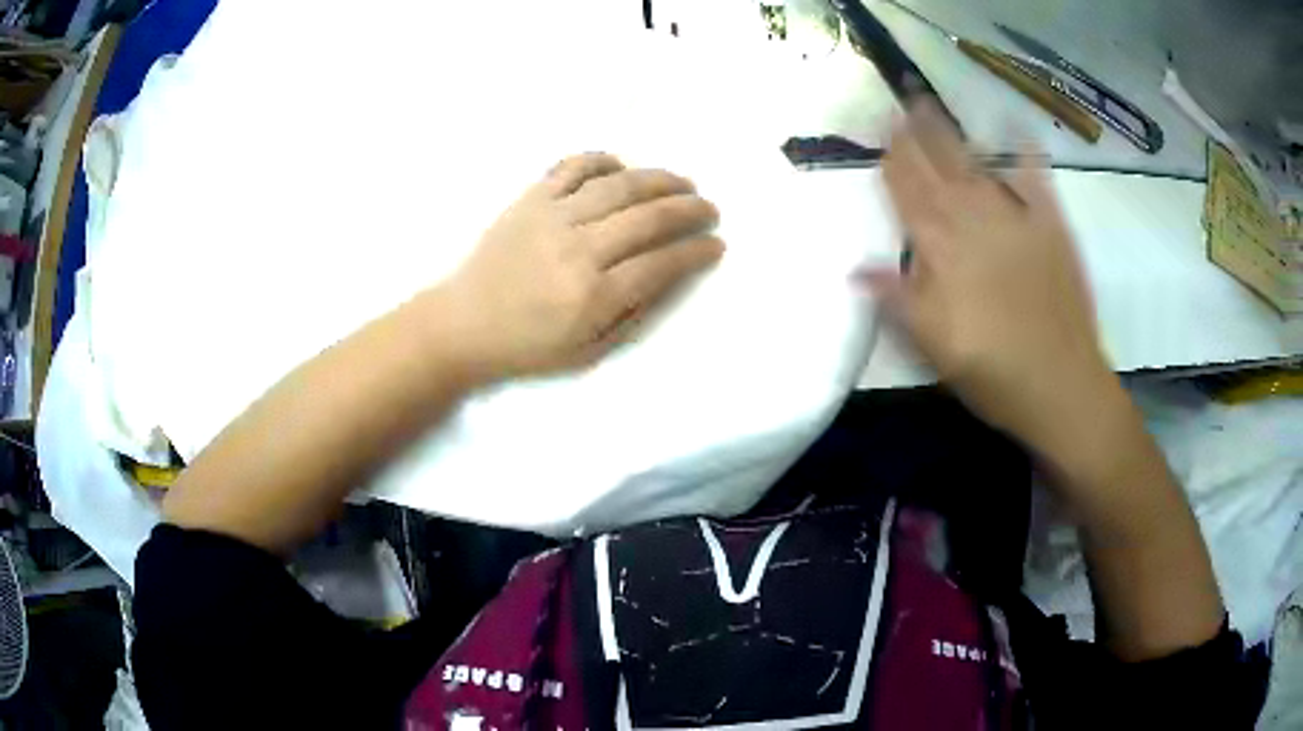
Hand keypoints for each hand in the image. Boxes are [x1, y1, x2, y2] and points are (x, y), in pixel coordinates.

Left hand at [430, 153, 723, 379]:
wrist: (463, 324)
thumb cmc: (528, 346)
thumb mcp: (587, 351)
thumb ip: (633, 314)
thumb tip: (669, 275)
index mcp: (593, 296)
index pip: (661, 263)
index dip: (696, 251)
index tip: (716, 244)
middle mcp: (578, 249)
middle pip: (648, 217)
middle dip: (689, 210)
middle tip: (709, 209)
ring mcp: (552, 217)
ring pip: (619, 186)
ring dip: (659, 180)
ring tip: (682, 182)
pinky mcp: (530, 198)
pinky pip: (573, 167)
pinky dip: (602, 160)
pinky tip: (621, 167)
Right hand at [861, 101, 1114, 455]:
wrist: (1061, 384)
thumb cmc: (991, 371)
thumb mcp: (932, 345)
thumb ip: (897, 299)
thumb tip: (855, 269)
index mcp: (939, 246)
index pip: (907, 191)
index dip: (892, 158)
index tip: (879, 127)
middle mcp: (972, 219)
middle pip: (937, 167)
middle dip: (915, 133)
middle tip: (899, 101)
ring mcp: (1015, 218)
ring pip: (974, 164)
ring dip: (951, 134)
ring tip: (931, 107)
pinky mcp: (1051, 226)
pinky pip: (1035, 179)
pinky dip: (1024, 152)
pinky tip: (1016, 129)